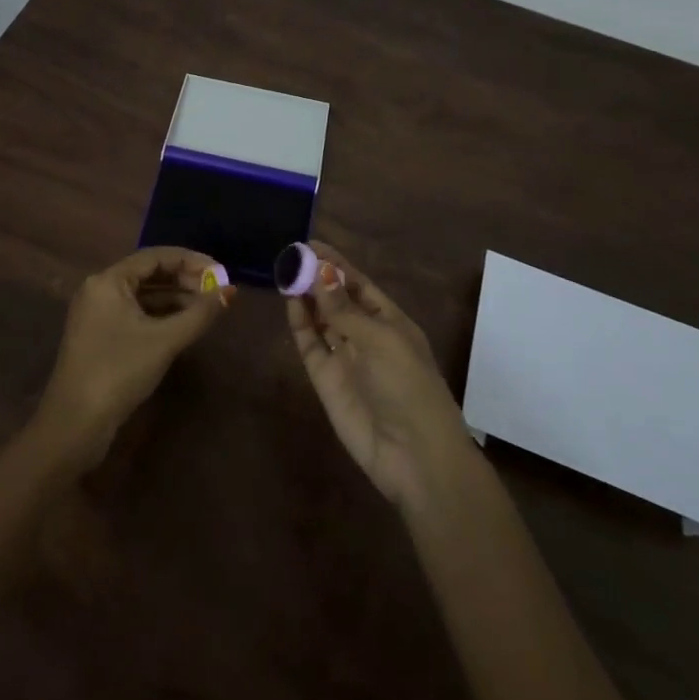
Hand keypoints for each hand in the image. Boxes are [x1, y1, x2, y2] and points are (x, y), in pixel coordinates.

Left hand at [36, 246, 232, 470]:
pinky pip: (135, 314)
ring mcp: (97, 314)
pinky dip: (160, 315)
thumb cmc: (119, 372)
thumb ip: (200, 313)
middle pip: (148, 273)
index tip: (220, 271)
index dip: (190, 261)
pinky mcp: (100, 337)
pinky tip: (183, 325)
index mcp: (108, 280)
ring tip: (207, 308)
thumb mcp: (164, 341)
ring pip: (142, 295)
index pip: (154, 256)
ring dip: (174, 298)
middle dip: (184, 280)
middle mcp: (99, 290)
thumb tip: (230, 291)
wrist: (74, 425)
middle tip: (216, 291)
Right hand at [286, 241, 469, 508]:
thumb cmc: (408, 386)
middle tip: (291, 255)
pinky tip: (291, 302)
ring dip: (305, 297)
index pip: (359, 284)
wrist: (413, 455)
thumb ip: (344, 309)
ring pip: (321, 319)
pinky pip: (310, 344)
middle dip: (317, 277)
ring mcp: (345, 357)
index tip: (311, 244)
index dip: (337, 264)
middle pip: (337, 299)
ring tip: (285, 272)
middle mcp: (366, 336)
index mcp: (391, 322)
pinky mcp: (326, 379)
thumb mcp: (381, 339)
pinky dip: (300, 323)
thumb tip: (319, 272)